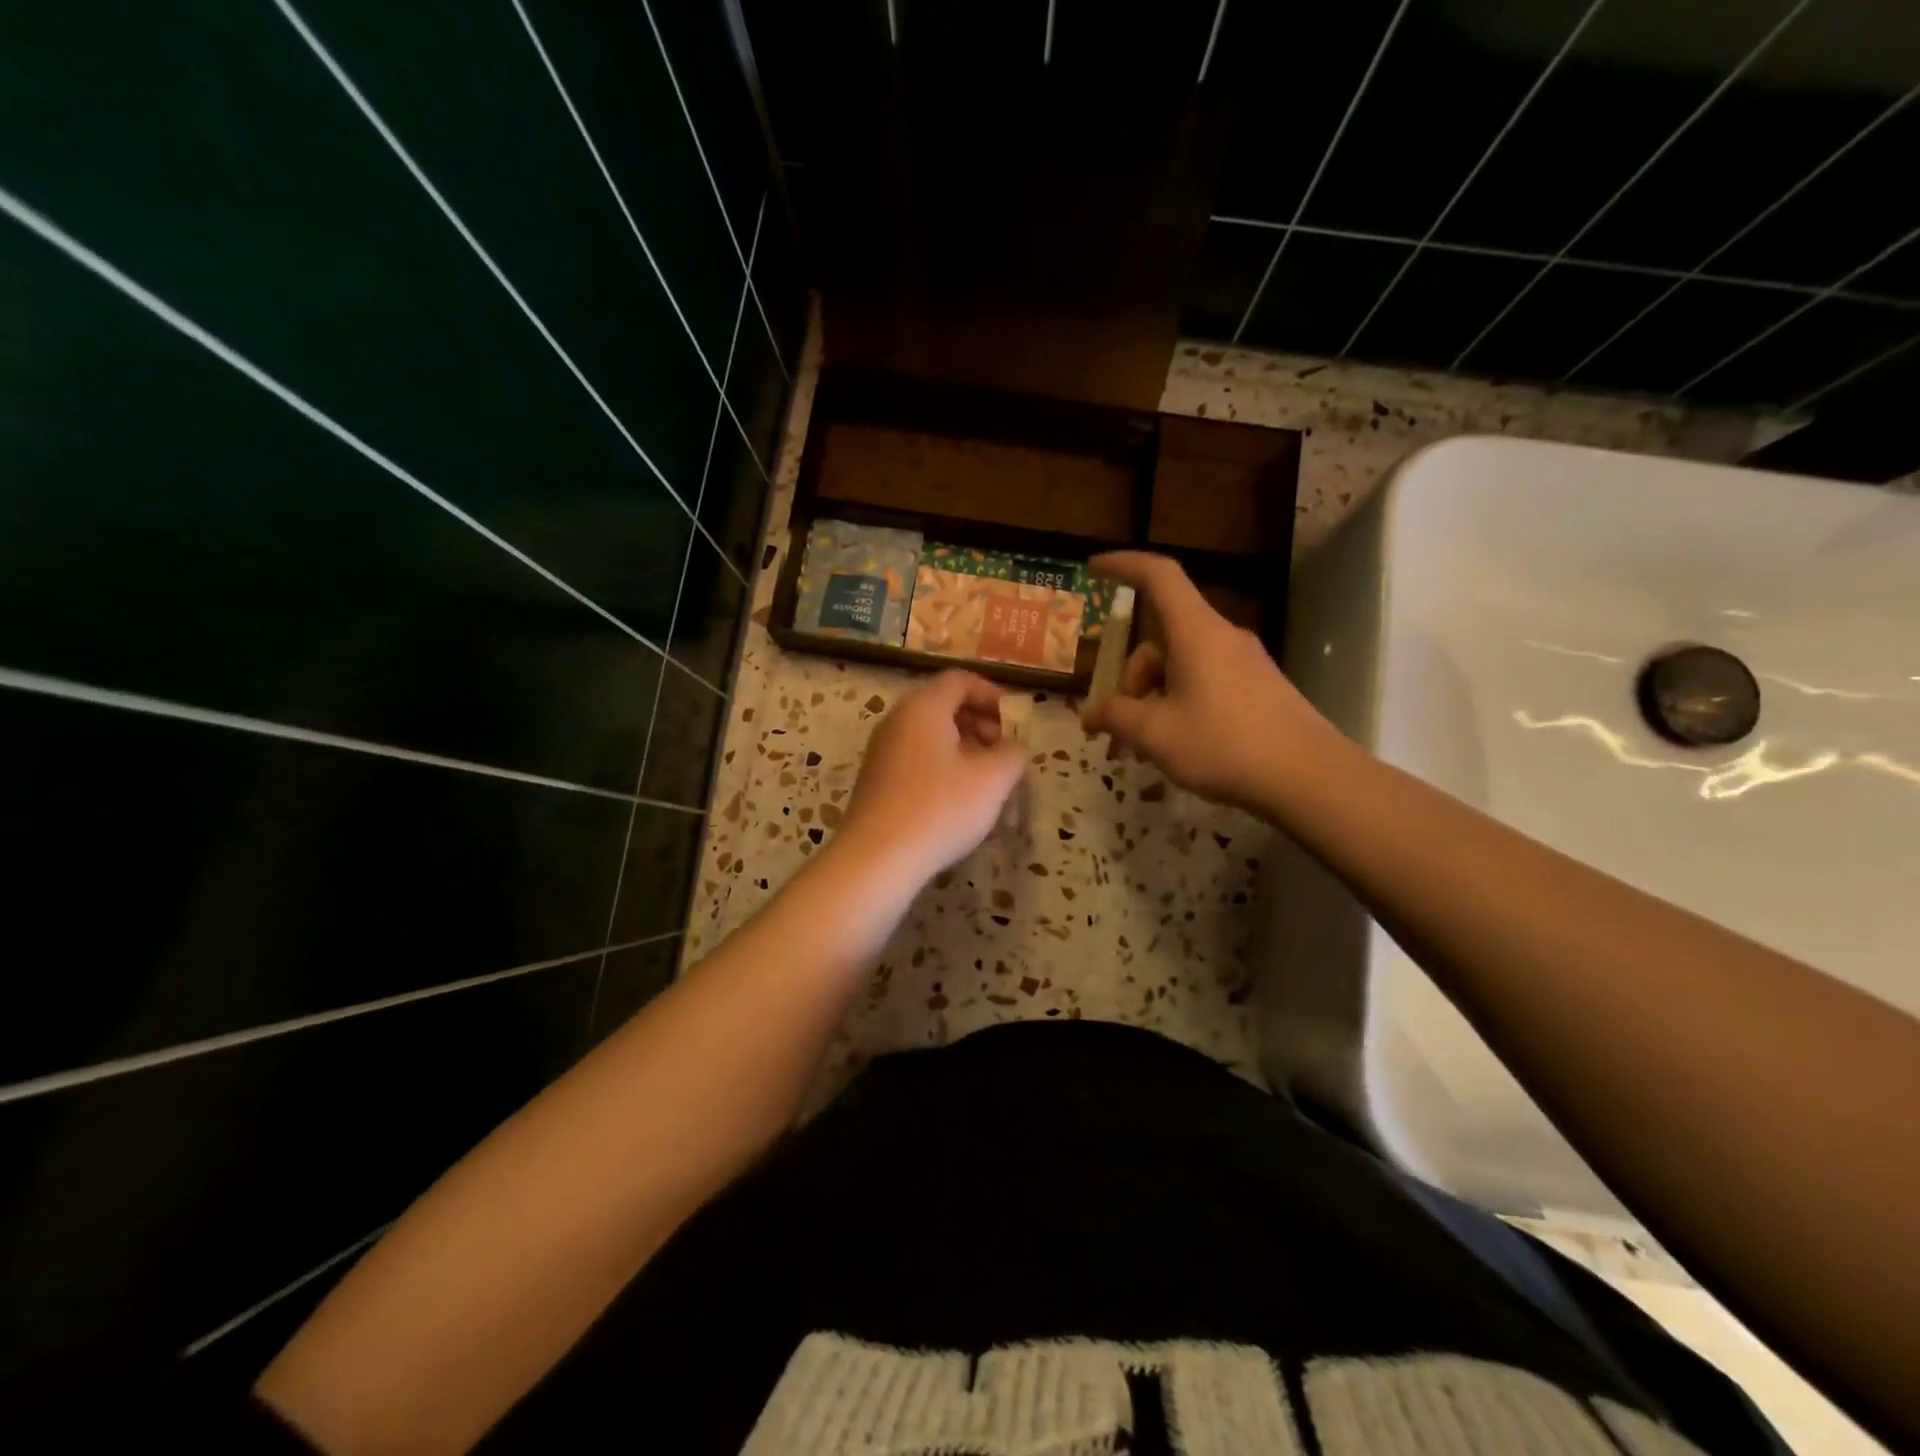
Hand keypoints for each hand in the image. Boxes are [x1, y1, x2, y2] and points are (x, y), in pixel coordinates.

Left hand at [835, 670, 1027, 884]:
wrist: (876, 859)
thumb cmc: (940, 808)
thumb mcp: (992, 779)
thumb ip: (1012, 753)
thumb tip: (1013, 747)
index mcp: (923, 708)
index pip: (960, 680)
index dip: (993, 696)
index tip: (1015, 724)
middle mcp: (898, 721)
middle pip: (945, 708)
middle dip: (982, 727)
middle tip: (1004, 755)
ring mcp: (883, 752)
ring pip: (933, 739)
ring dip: (966, 754)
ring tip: (989, 786)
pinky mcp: (878, 782)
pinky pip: (919, 762)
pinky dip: (945, 771)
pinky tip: (961, 805)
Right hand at [1080, 552, 1340, 812]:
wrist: (1308, 778)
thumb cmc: (1224, 745)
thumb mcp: (1155, 734)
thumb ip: (1116, 716)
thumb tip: (1090, 713)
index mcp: (1196, 632)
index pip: (1158, 576)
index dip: (1123, 565)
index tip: (1093, 570)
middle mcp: (1221, 637)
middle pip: (1161, 639)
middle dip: (1132, 678)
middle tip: (1120, 726)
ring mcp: (1244, 663)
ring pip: (1181, 666)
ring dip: (1154, 699)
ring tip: (1148, 748)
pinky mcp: (1258, 688)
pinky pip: (1205, 683)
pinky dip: (1180, 706)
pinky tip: (1179, 746)